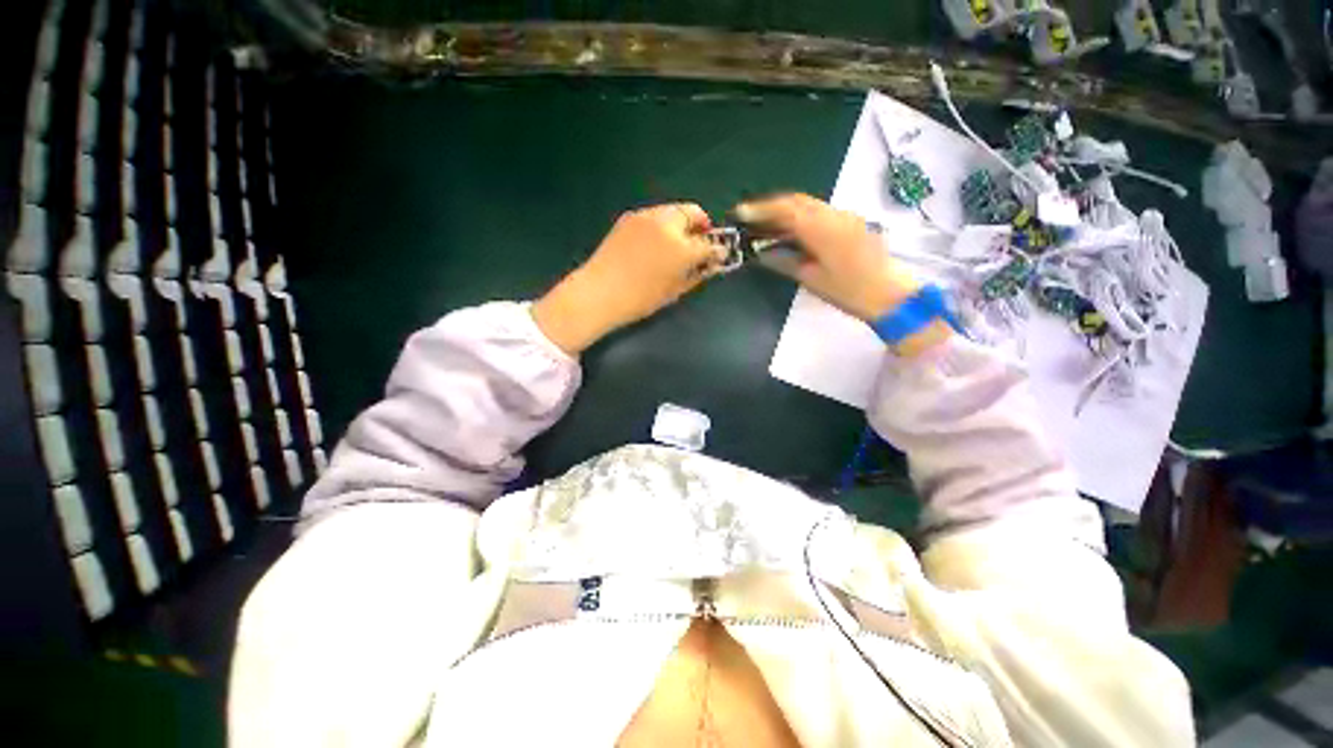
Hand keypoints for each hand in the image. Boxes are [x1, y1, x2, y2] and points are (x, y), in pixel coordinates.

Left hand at [533, 203, 721, 354]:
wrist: (600, 293)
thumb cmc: (640, 299)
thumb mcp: (675, 291)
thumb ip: (696, 274)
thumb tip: (709, 264)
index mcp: (681, 247)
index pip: (708, 243)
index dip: (716, 250)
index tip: (716, 256)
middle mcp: (666, 223)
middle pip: (693, 213)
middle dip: (700, 227)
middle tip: (698, 244)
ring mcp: (646, 216)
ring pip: (673, 211)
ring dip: (681, 224)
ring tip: (676, 244)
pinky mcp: (629, 217)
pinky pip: (654, 215)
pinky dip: (662, 224)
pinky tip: (655, 242)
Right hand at [736, 194, 949, 354]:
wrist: (889, 294)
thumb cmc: (848, 291)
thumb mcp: (811, 279)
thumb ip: (784, 262)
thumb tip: (761, 254)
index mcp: (821, 228)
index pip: (785, 210)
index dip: (760, 209)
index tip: (740, 212)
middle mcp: (833, 214)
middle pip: (796, 201)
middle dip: (770, 206)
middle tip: (749, 217)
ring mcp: (844, 216)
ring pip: (808, 205)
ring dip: (785, 210)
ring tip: (764, 223)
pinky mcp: (850, 223)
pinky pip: (819, 212)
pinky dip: (799, 216)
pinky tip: (790, 229)